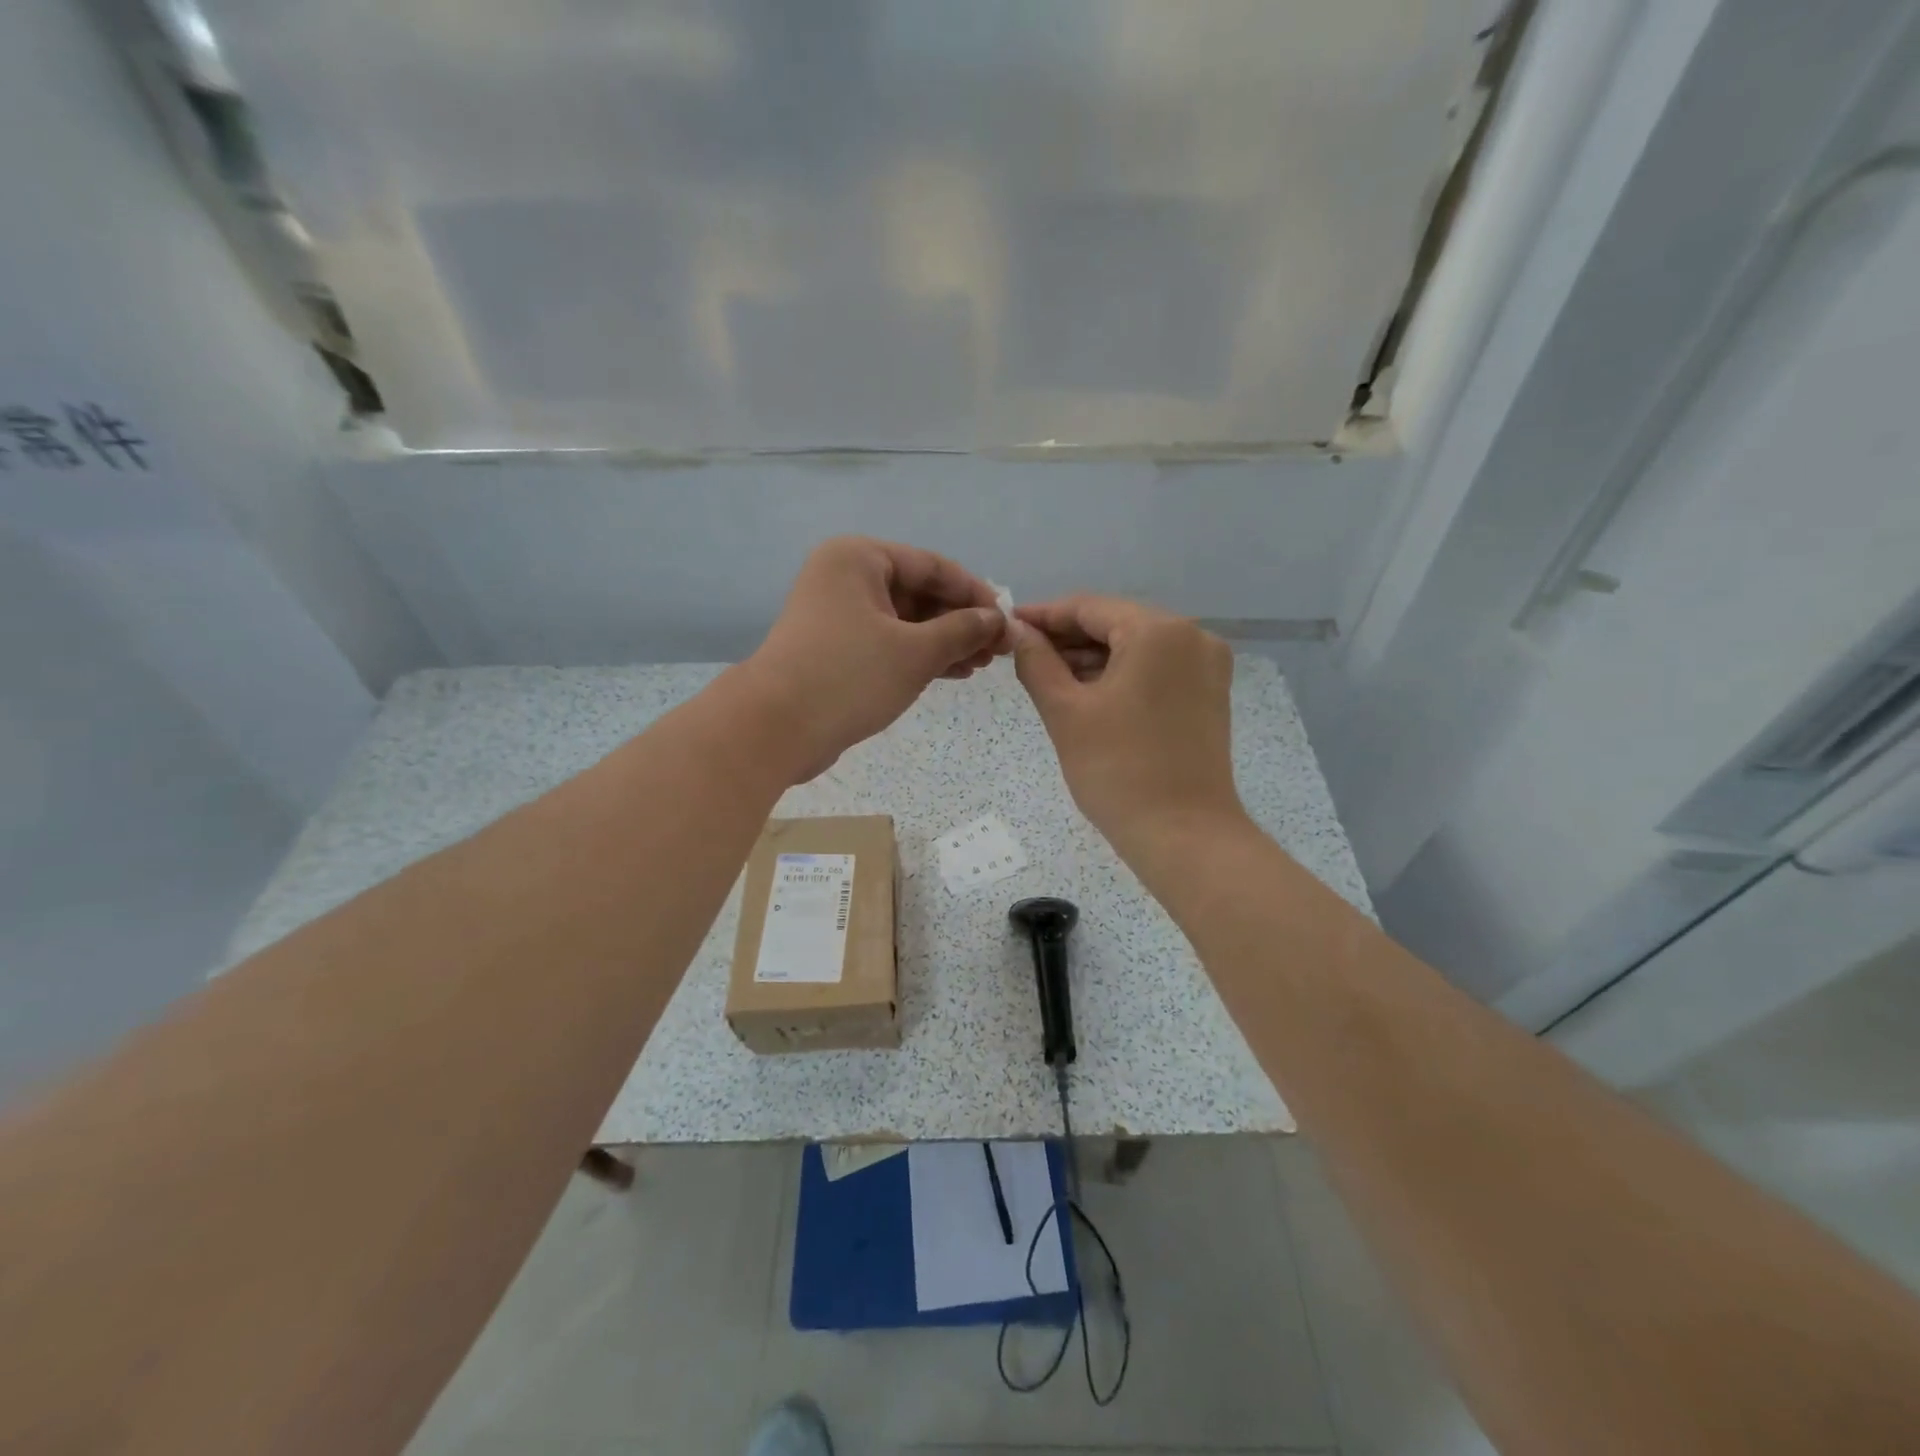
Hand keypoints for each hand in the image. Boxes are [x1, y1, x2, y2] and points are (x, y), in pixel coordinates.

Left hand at [742, 536, 1007, 781]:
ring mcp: (838, 614)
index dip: (975, 593)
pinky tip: (953, 673)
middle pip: (919, 592)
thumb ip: (962, 630)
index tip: (1007, 620)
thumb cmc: (849, 676)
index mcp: (859, 558)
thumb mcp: (916, 652)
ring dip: (945, 641)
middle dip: (961, 621)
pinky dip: (920, 655)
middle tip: (997, 650)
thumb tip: (996, 619)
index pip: (932, 566)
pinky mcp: (836, 648)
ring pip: (906, 621)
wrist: (776, 728)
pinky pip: (889, 642)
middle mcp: (846, 577)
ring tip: (981, 665)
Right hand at [1011, 596, 1243, 852]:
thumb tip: (1017, 630)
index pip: (1089, 607)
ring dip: (1092, 658)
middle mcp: (1192, 636)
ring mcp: (1206, 666)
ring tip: (1048, 677)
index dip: (1044, 615)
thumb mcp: (1066, 711)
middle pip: (1116, 623)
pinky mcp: (1209, 694)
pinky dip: (1121, 675)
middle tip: (1022, 655)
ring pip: (1136, 647)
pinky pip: (1156, 669)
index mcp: (1159, 631)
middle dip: (1068, 638)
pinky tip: (1087, 692)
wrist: (1184, 836)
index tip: (1007, 625)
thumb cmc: (1118, 770)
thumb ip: (1036, 661)